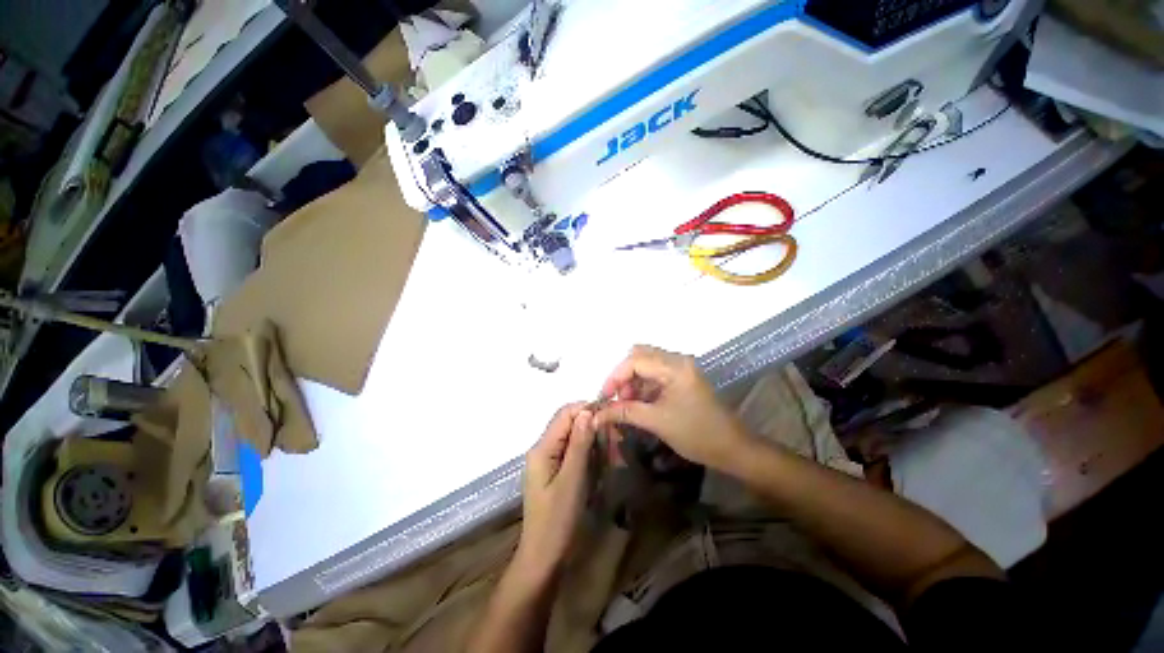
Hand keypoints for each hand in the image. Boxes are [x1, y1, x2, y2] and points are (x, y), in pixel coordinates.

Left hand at [518, 403, 596, 576]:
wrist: (544, 557)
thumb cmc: (557, 520)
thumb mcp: (572, 480)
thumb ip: (579, 444)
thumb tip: (588, 412)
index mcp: (543, 448)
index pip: (565, 413)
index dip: (587, 409)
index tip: (611, 417)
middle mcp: (543, 448)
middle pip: (570, 423)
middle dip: (593, 427)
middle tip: (616, 441)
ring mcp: (549, 459)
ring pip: (574, 437)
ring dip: (594, 441)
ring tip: (613, 454)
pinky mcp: (555, 470)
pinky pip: (574, 452)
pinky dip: (589, 453)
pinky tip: (602, 463)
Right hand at [593, 345, 751, 471]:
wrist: (732, 449)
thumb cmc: (696, 434)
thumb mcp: (656, 422)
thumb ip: (624, 412)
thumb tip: (596, 414)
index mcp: (675, 367)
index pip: (635, 361)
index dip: (615, 377)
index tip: (604, 397)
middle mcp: (678, 360)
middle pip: (640, 356)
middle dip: (623, 376)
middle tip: (616, 398)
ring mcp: (682, 368)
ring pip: (647, 364)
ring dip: (632, 381)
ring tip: (626, 404)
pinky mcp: (683, 378)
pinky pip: (656, 374)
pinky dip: (643, 386)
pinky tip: (638, 403)